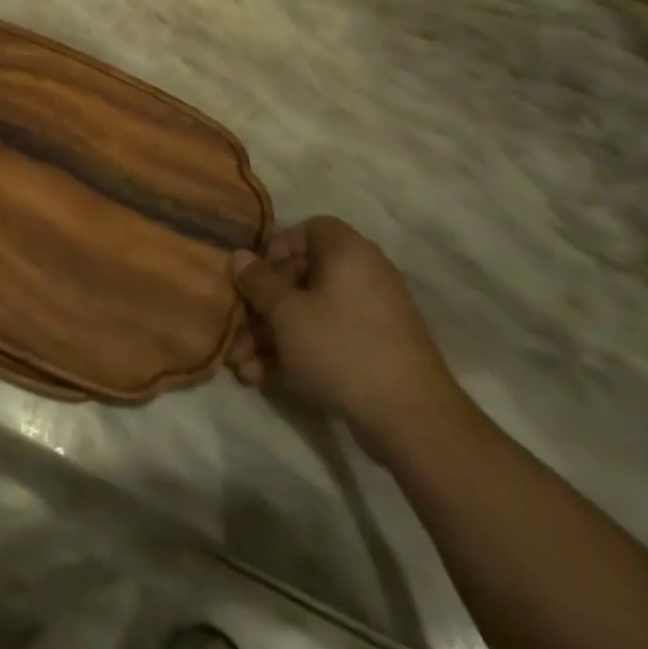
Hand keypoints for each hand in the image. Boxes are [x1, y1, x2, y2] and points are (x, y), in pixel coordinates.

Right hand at [229, 215, 468, 464]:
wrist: (411, 418)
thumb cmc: (340, 347)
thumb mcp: (286, 313)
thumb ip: (258, 282)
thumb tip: (240, 255)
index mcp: (347, 251)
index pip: (308, 230)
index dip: (276, 249)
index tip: (254, 277)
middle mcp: (363, 274)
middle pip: (301, 277)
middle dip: (262, 307)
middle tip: (236, 332)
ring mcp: (371, 315)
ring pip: (309, 313)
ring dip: (271, 336)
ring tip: (242, 366)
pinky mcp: (375, 350)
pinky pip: (327, 338)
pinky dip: (297, 352)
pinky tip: (264, 378)